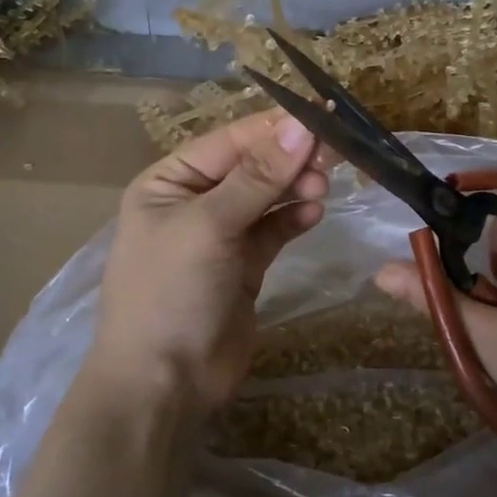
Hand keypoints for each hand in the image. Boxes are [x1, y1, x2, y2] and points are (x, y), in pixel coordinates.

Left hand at [88, 111, 329, 413]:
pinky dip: (293, 218)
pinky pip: (273, 230)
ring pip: (266, 197)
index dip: (273, 127)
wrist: (164, 383)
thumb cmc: (172, 292)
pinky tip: (314, 212)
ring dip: (294, 186)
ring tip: (323, 186)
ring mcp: (220, 236)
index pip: (229, 141)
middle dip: (288, 158)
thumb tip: (301, 126)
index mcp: (169, 182)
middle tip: (333, 155)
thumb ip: (258, 177)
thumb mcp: (209, 225)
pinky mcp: (244, 266)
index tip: (321, 114)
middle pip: (251, 166)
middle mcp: (193, 202)